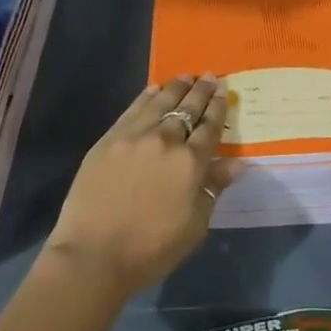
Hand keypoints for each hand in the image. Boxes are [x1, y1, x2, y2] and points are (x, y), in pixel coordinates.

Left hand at [44, 75, 241, 297]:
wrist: (93, 255)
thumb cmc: (151, 249)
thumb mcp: (194, 226)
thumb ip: (213, 189)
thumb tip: (236, 164)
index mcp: (190, 163)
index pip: (210, 128)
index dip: (218, 109)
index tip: (223, 92)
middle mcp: (166, 140)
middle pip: (188, 109)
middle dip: (201, 91)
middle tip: (210, 77)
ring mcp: (135, 136)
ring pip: (161, 102)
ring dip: (176, 87)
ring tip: (186, 76)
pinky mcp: (110, 139)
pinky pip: (133, 109)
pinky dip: (147, 96)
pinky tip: (154, 89)